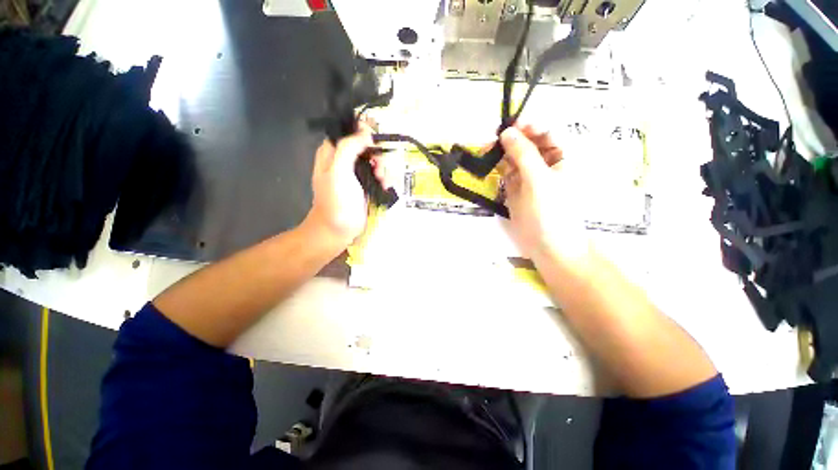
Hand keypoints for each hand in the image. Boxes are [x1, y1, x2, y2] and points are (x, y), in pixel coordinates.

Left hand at [303, 127, 390, 249]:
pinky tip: (384, 187)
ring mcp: (356, 174)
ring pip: (375, 161)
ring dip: (382, 169)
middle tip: (378, 166)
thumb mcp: (339, 171)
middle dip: (376, 154)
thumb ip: (349, 148)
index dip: (362, 131)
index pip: (347, 131)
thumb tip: (365, 132)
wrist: (339, 229)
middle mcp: (344, 160)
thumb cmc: (336, 201)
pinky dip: (384, 179)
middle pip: (365, 146)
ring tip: (382, 180)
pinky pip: (379, 175)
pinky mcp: (366, 186)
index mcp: (332, 152)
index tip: (374, 137)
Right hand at [499, 123, 586, 260]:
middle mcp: (547, 164)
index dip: (530, 126)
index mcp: (563, 158)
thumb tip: (507, 132)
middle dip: (512, 139)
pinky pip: (507, 172)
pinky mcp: (516, 189)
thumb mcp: (539, 179)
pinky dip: (498, 166)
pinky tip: (488, 162)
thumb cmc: (551, 211)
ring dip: (502, 152)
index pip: (547, 133)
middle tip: (493, 139)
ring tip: (485, 149)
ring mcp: (530, 177)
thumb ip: (523, 154)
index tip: (510, 126)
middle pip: (529, 144)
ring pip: (515, 157)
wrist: (548, 246)